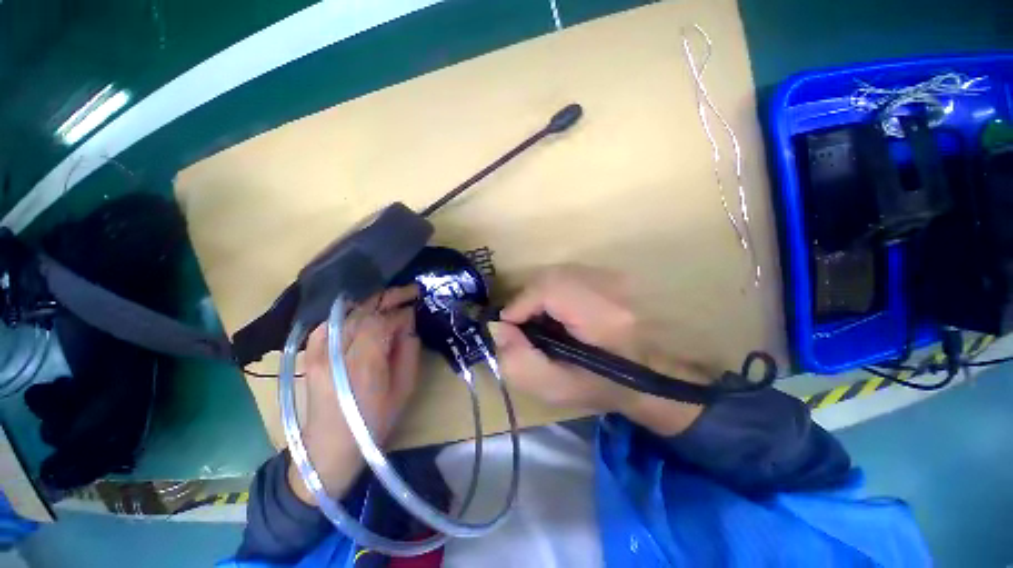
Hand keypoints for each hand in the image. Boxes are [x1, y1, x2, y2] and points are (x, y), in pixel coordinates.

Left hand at [288, 285, 421, 504]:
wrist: (330, 446)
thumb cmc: (375, 421)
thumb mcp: (405, 388)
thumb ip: (408, 350)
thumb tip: (407, 322)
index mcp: (364, 365)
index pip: (382, 321)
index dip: (401, 311)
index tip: (416, 307)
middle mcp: (337, 353)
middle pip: (363, 311)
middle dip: (389, 297)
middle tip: (409, 291)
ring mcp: (317, 352)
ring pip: (347, 313)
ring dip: (371, 303)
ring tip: (390, 300)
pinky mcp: (309, 354)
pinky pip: (329, 322)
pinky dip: (348, 313)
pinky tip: (362, 313)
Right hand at [488, 265, 705, 435]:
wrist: (651, 378)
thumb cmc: (604, 389)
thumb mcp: (555, 388)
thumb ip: (519, 362)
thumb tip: (501, 329)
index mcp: (603, 316)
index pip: (550, 289)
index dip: (521, 304)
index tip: (510, 327)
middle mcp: (612, 286)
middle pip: (551, 276)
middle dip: (527, 299)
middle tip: (522, 325)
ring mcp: (615, 277)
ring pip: (558, 273)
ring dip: (540, 295)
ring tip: (538, 320)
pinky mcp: (612, 275)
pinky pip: (569, 275)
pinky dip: (553, 291)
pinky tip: (557, 312)